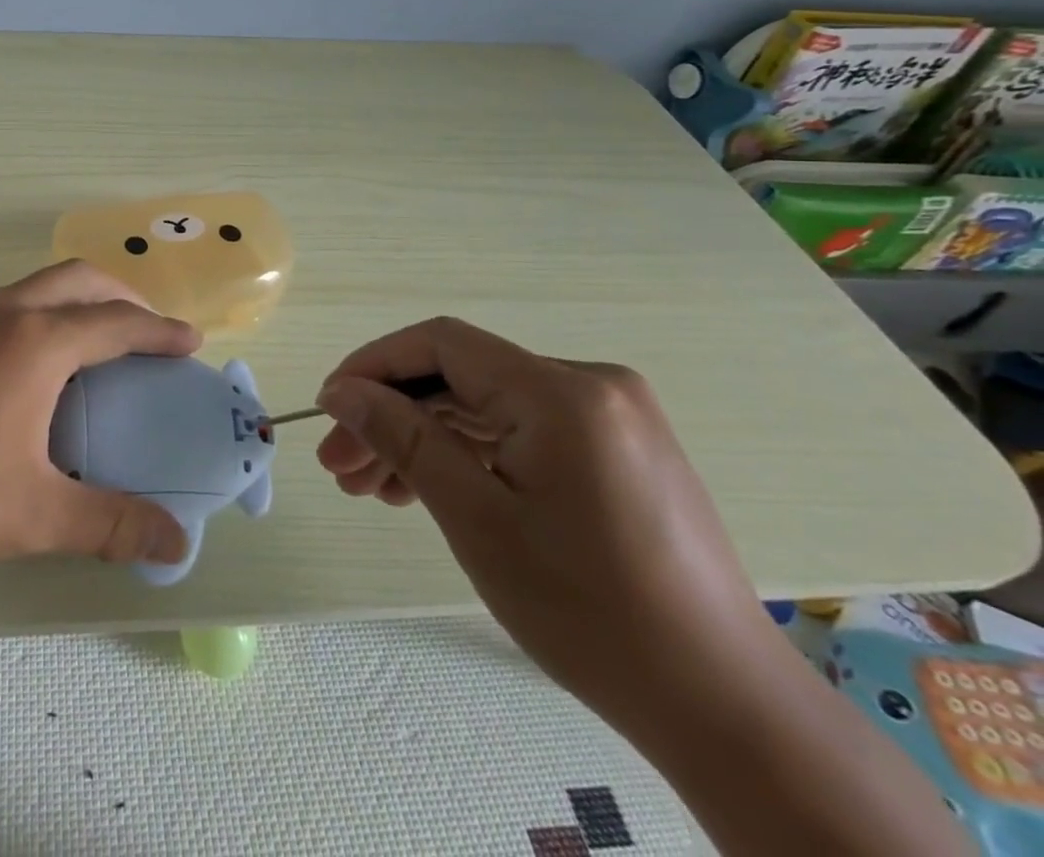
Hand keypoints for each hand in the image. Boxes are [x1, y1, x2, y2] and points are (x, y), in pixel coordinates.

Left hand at [0, 260, 197, 574]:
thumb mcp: (34, 514)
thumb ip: (111, 523)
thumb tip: (177, 541)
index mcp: (36, 342)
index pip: (116, 323)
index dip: (160, 331)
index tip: (193, 342)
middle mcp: (5, 312)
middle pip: (80, 280)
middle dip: (124, 297)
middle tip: (151, 334)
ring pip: (41, 284)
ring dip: (82, 299)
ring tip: (104, 342)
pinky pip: (13, 301)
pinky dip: (48, 311)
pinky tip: (44, 360)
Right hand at [315, 317, 780, 727]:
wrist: (726, 710)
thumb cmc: (589, 611)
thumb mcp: (476, 518)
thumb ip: (402, 438)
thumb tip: (342, 391)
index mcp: (562, 392)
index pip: (442, 344)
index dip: (374, 366)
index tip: (328, 408)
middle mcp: (590, 386)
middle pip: (461, 379)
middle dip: (392, 417)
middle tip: (339, 466)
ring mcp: (610, 418)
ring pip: (486, 409)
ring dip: (424, 441)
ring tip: (371, 489)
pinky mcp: (617, 450)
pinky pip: (521, 433)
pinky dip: (470, 456)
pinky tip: (427, 490)